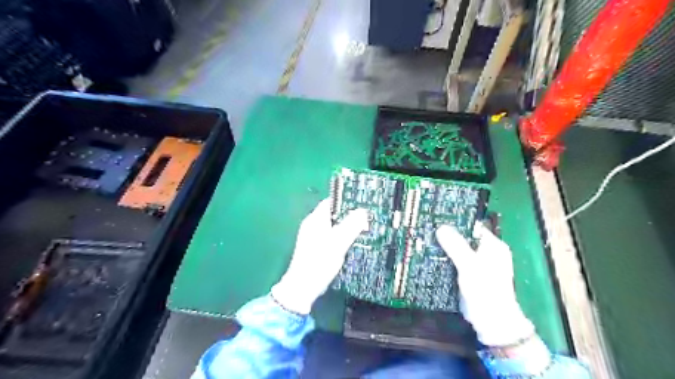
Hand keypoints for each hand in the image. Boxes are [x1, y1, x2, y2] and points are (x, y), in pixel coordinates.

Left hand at [271, 199, 367, 314]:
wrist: (303, 287)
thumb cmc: (320, 262)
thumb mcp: (338, 242)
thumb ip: (351, 226)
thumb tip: (363, 211)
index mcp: (315, 219)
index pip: (331, 202)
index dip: (346, 201)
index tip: (362, 204)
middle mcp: (312, 224)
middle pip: (332, 214)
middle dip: (348, 215)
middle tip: (366, 218)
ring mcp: (312, 236)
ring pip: (332, 225)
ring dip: (345, 227)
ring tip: (362, 229)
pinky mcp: (314, 247)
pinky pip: (330, 236)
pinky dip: (340, 236)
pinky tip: (350, 243)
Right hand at [436, 225, 535, 346]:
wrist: (491, 321)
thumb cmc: (485, 290)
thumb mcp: (470, 265)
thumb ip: (456, 246)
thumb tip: (441, 227)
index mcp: (493, 246)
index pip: (473, 227)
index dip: (456, 221)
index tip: (437, 217)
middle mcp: (486, 252)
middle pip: (464, 238)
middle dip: (447, 234)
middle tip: (427, 228)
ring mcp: (477, 264)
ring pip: (458, 250)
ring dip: (445, 246)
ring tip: (425, 239)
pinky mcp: (469, 274)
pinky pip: (455, 261)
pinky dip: (445, 258)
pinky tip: (430, 255)